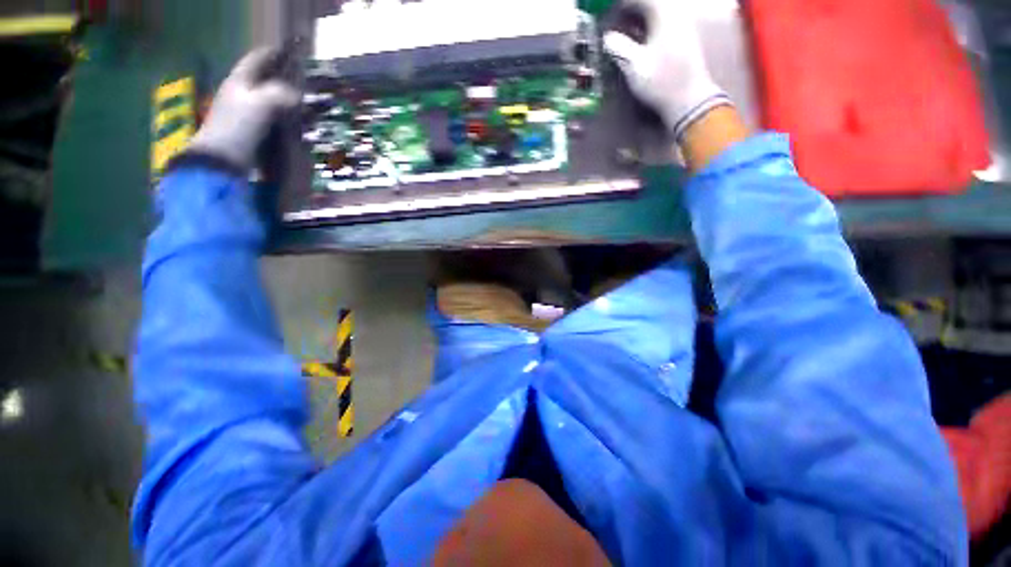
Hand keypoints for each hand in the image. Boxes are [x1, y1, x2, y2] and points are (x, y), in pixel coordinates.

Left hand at [187, 47, 300, 170]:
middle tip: (302, 78)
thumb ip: (279, 94)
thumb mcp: (259, 104)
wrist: (222, 161)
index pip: (255, 60)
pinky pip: (274, 121)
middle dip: (282, 78)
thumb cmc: (236, 128)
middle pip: (264, 81)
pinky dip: (287, 120)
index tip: (287, 50)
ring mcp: (247, 116)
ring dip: (287, 101)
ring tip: (306, 103)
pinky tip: (299, 124)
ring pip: (271, 101)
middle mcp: (242, 95)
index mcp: (239, 82)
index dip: (270, 53)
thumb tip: (297, 95)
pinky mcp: (254, 134)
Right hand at [604, 0, 731, 140]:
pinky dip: (650, 23)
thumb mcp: (635, 66)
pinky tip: (641, 35)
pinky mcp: (685, 37)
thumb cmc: (661, 82)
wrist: (688, 99)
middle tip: (616, 17)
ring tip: (625, 26)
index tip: (609, 9)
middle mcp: (676, 14)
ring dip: (641, 16)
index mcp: (664, 15)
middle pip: (653, 3)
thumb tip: (607, 38)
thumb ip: (620, 48)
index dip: (624, 3)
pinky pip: (665, 20)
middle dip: (633, 8)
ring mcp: (683, 25)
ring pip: (659, 11)